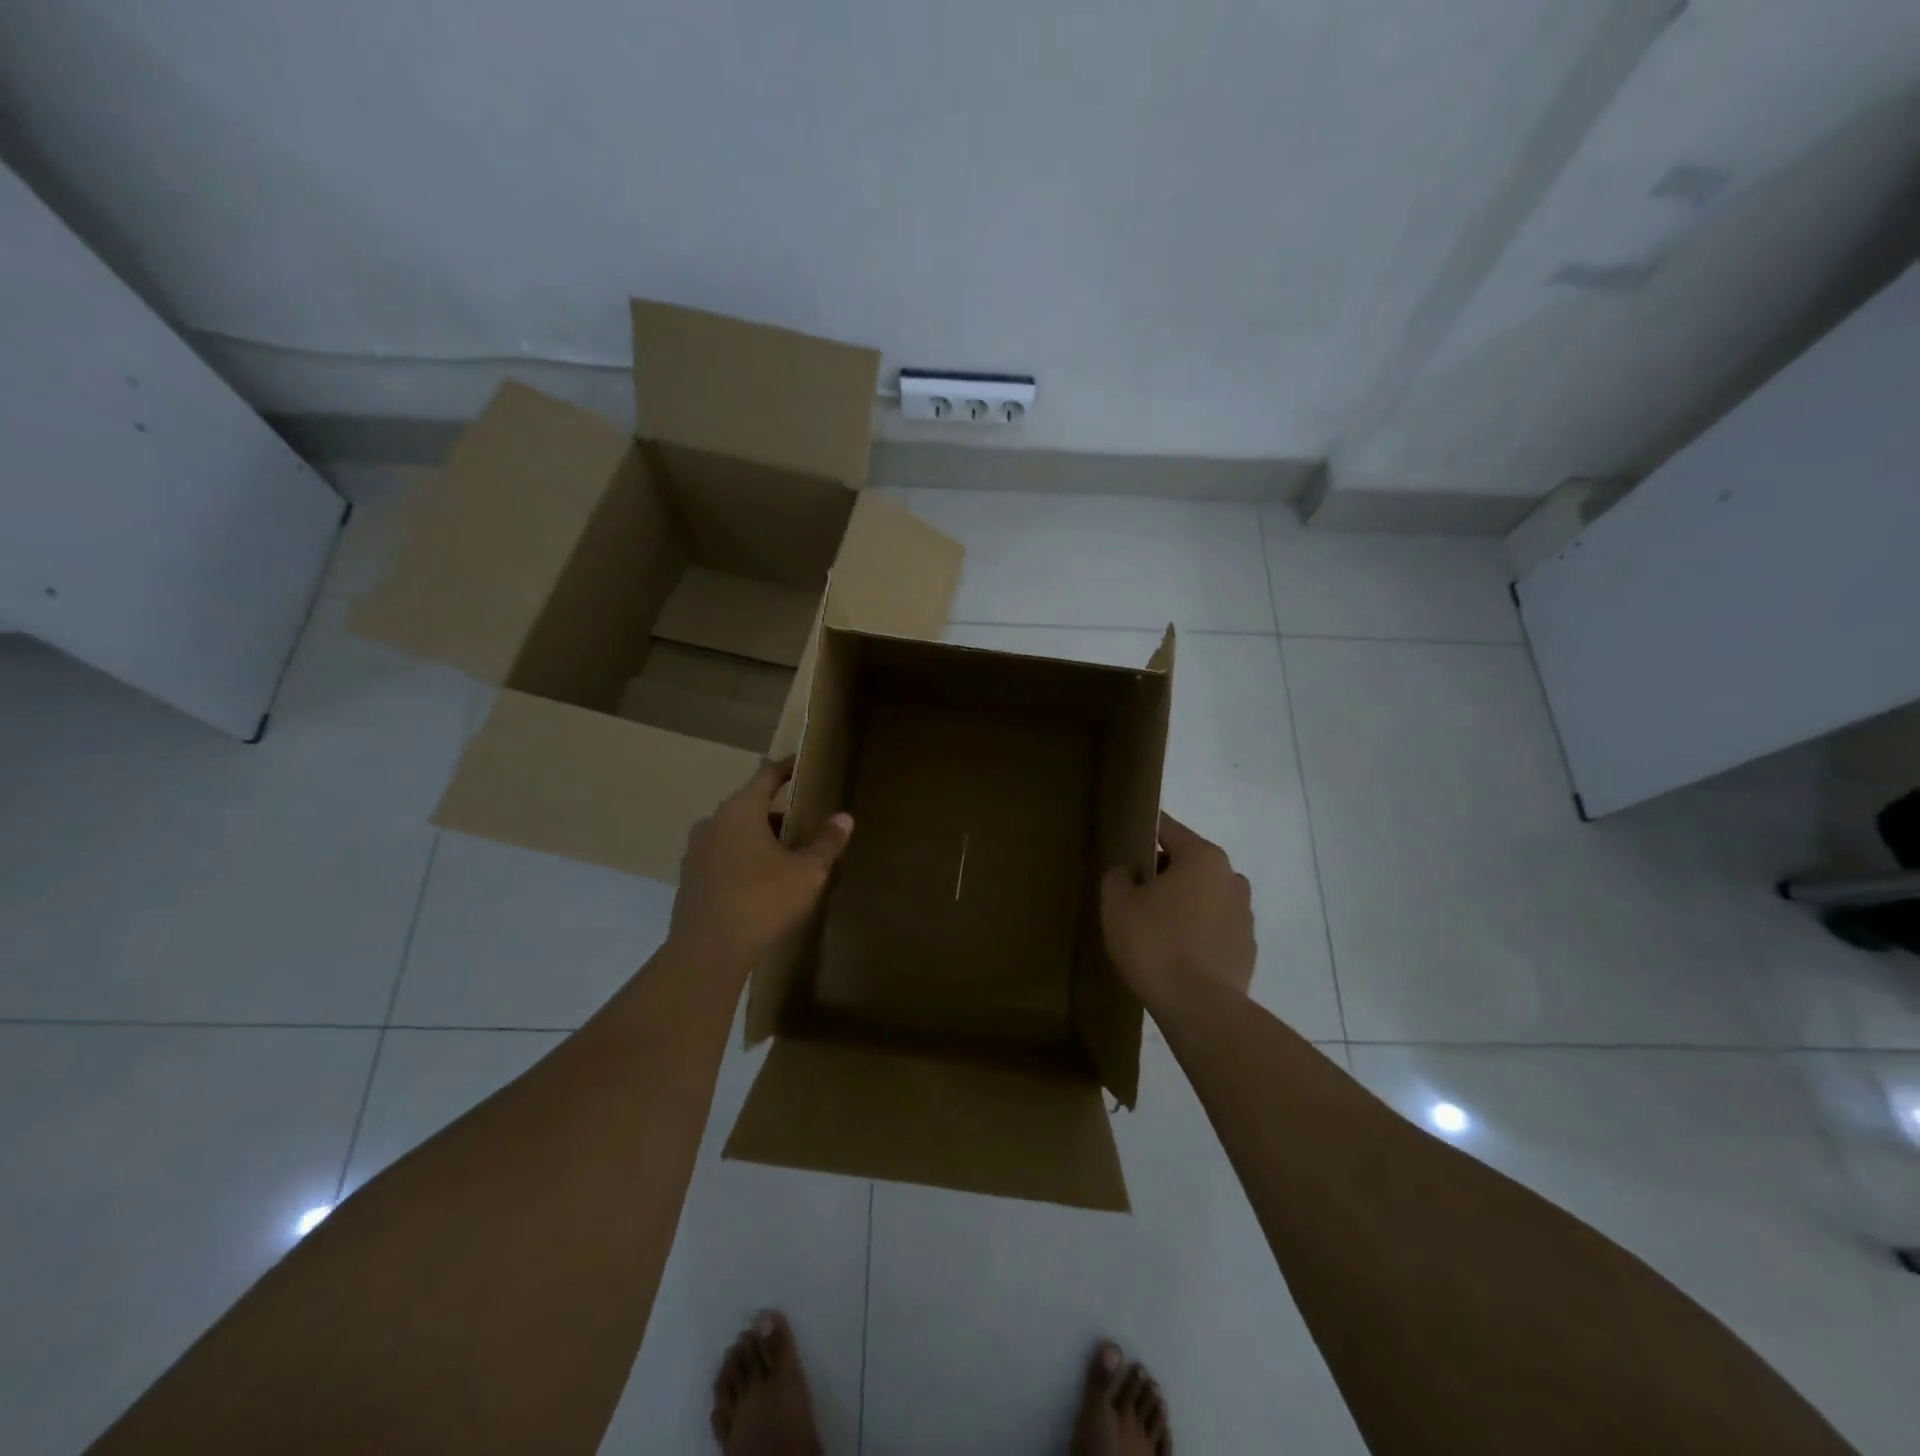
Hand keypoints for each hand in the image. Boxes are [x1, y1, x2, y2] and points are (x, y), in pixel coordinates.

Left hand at [670, 758, 854, 967]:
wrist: (707, 952)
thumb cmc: (761, 901)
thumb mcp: (806, 872)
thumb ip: (825, 842)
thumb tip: (844, 817)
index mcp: (740, 811)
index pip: (766, 777)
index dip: (786, 769)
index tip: (800, 764)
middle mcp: (713, 823)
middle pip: (749, 806)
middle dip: (776, 810)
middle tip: (804, 817)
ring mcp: (696, 852)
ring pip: (734, 833)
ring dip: (759, 837)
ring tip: (787, 852)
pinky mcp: (690, 879)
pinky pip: (723, 856)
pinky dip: (743, 858)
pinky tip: (761, 880)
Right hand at [1101, 813, 1254, 1003]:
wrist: (1199, 1007)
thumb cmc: (1155, 943)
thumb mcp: (1117, 903)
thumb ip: (1118, 876)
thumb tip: (1127, 872)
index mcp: (1203, 858)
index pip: (1168, 829)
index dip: (1143, 831)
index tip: (1124, 841)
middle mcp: (1231, 878)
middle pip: (1189, 862)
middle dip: (1162, 871)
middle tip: (1133, 891)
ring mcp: (1244, 915)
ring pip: (1204, 895)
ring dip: (1182, 902)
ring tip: (1153, 926)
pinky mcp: (1246, 948)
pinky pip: (1214, 927)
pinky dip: (1196, 931)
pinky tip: (1174, 952)